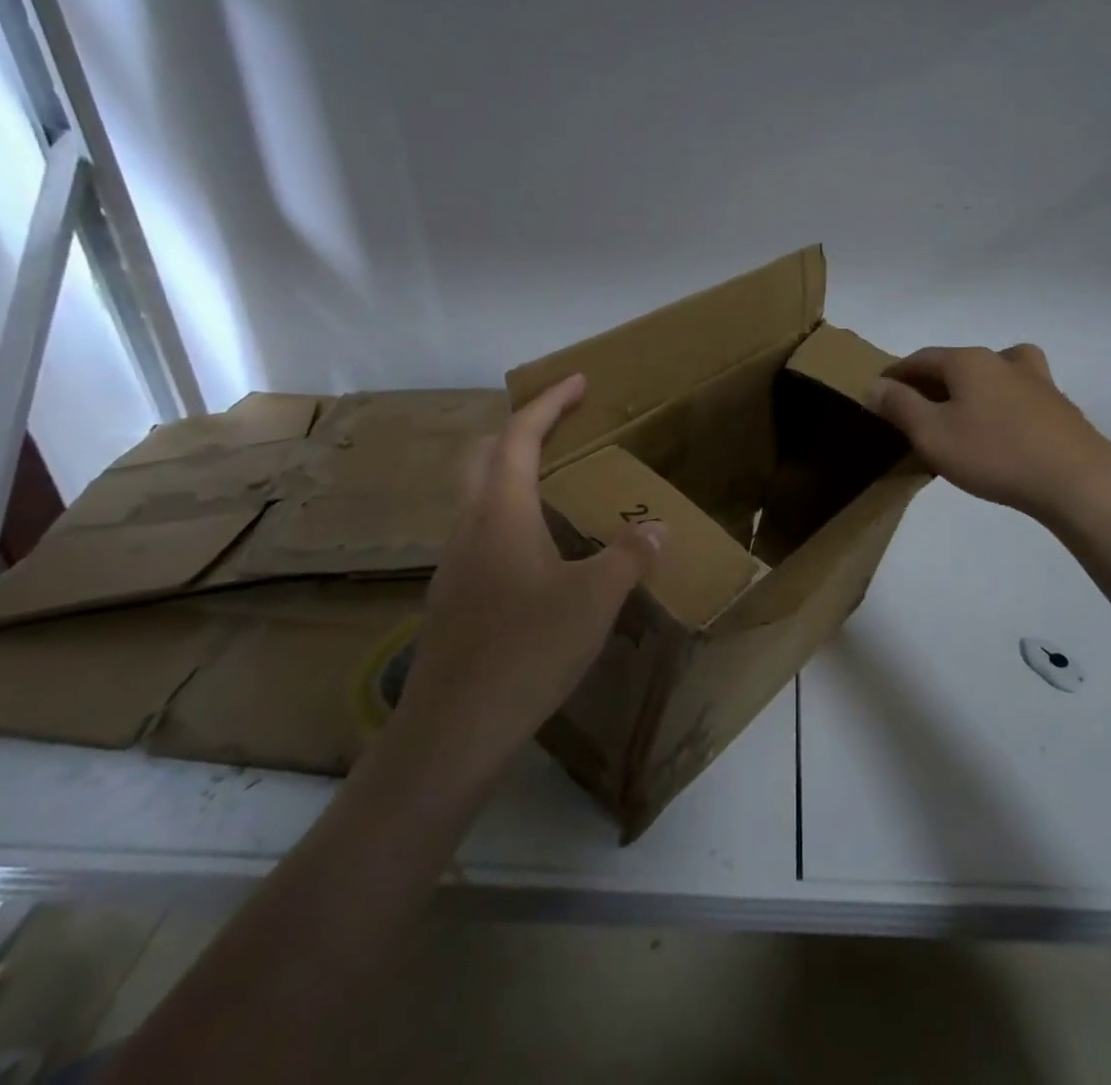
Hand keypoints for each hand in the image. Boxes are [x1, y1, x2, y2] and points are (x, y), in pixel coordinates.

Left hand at [382, 374, 663, 783]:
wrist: (454, 729)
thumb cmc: (528, 649)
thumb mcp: (595, 599)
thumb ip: (629, 556)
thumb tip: (656, 528)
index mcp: (502, 512)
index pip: (519, 437)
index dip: (549, 403)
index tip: (578, 381)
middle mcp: (470, 527)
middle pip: (485, 456)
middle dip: (521, 430)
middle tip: (561, 425)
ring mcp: (454, 564)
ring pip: (479, 498)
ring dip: (514, 476)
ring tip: (557, 486)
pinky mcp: (453, 598)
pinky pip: (483, 535)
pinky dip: (511, 518)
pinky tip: (539, 553)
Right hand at [868, 344, 1110, 522]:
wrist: (1077, 481)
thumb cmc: (994, 454)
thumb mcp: (932, 434)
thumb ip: (900, 406)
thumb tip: (875, 386)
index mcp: (968, 361)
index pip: (921, 358)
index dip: (897, 374)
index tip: (879, 390)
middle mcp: (1002, 360)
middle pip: (957, 362)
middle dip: (932, 381)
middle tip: (914, 407)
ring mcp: (1037, 381)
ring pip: (993, 372)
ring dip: (972, 386)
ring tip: (961, 409)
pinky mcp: (1059, 407)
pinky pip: (1018, 395)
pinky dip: (1000, 403)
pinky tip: (1001, 429)